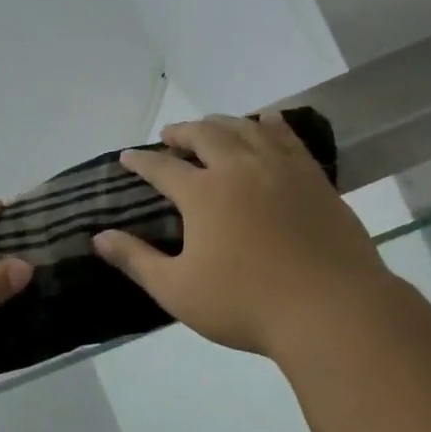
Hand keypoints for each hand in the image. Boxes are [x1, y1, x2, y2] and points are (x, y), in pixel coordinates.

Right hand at [92, 113, 389, 356]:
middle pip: (206, 135)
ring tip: (210, 126)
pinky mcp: (315, 179)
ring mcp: (282, 169)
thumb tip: (99, 238)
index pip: (162, 168)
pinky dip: (271, 125)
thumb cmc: (244, 304)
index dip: (141, 161)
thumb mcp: (176, 290)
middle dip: (182, 132)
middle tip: (169, 136)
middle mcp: (240, 169)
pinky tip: (267, 123)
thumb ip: (136, 260)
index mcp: (203, 194)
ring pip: (246, 129)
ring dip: (222, 123)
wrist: (331, 309)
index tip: (127, 157)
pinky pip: (288, 138)